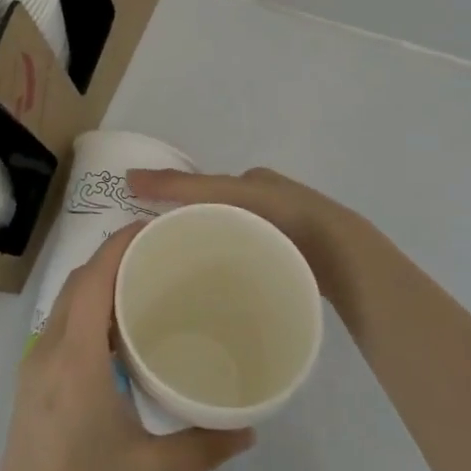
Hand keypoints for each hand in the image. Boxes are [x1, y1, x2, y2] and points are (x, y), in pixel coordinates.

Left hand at [0, 221, 253, 470]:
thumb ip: (204, 445)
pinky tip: (118, 332)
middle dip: (114, 256)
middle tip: (160, 252)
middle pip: (79, 280)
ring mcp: (35, 365)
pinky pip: (62, 325)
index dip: (121, 243)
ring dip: (99, 282)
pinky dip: (89, 309)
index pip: (94, 277)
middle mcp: (49, 348)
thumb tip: (250, 427)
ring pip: (67, 301)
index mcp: (76, 356)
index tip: (155, 225)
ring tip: (145, 283)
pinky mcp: (33, 384)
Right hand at [126, 166, 357, 284]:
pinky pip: (256, 262)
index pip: (207, 191)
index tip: (154, 230)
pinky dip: (238, 269)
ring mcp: (285, 232)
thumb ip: (181, 189)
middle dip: (198, 233)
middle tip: (166, 260)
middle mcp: (269, 202)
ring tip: (189, 281)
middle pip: (221, 217)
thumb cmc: (283, 216)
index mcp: (253, 182)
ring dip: (217, 254)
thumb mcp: (226, 195)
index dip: (180, 205)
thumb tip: (129, 178)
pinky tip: (225, 292)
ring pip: (238, 241)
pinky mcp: (295, 260)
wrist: (341, 255)